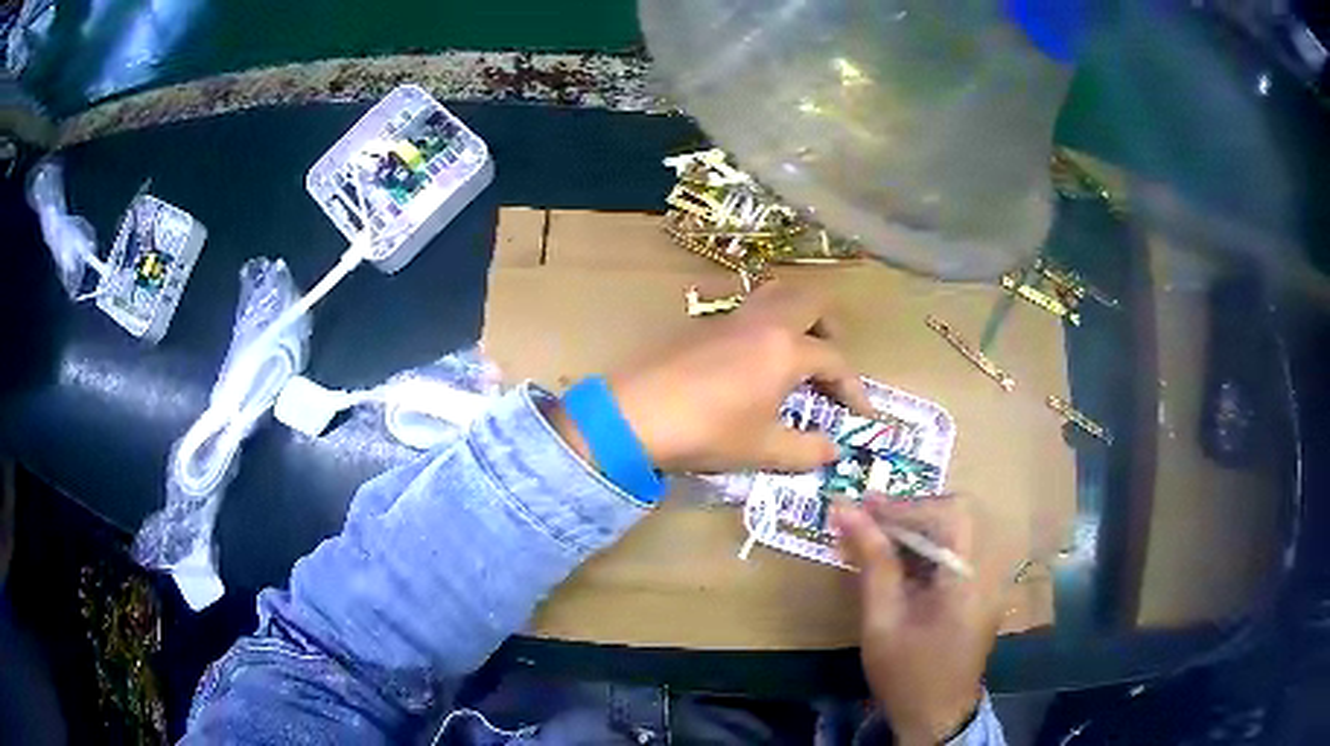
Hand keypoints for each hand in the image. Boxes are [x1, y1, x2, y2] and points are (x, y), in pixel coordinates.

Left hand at [555, 281, 872, 474]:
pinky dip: (766, 325)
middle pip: (811, 302)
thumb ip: (806, 450)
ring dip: (797, 316)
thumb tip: (833, 450)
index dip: (855, 389)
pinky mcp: (704, 324)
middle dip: (831, 328)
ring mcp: (731, 318)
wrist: (635, 415)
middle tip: (831, 362)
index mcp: (785, 350)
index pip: (835, 361)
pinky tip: (755, 360)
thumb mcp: (762, 449)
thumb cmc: (706, 432)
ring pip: (776, 295)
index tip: (863, 415)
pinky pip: (748, 310)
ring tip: (798, 352)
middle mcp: (764, 323)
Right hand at [833, 495, 1007, 745]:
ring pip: (956, 530)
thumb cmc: (906, 673)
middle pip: (957, 515)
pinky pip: (956, 552)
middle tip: (866, 518)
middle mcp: (989, 570)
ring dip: (916, 527)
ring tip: (874, 534)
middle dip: (911, 512)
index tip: (863, 506)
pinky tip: (895, 559)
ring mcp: (989, 579)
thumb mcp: (882, 621)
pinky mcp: (980, 589)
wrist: (936, 715)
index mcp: (970, 579)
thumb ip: (872, 562)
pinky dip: (925, 548)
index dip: (906, 506)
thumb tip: (846, 511)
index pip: (950, 515)